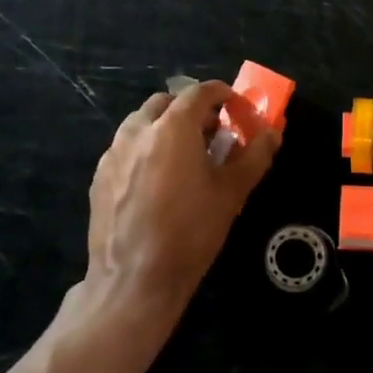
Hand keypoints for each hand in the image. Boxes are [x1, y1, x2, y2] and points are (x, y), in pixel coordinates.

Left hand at [83, 79, 278, 336]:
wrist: (134, 281)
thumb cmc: (191, 232)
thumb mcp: (232, 193)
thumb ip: (255, 156)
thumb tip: (273, 133)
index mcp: (172, 128)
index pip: (199, 92)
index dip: (222, 95)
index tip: (237, 110)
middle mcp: (138, 131)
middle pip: (166, 102)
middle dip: (191, 110)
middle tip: (212, 135)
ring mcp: (113, 153)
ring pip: (142, 124)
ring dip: (166, 128)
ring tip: (185, 158)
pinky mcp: (99, 177)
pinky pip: (126, 149)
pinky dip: (145, 150)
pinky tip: (158, 182)